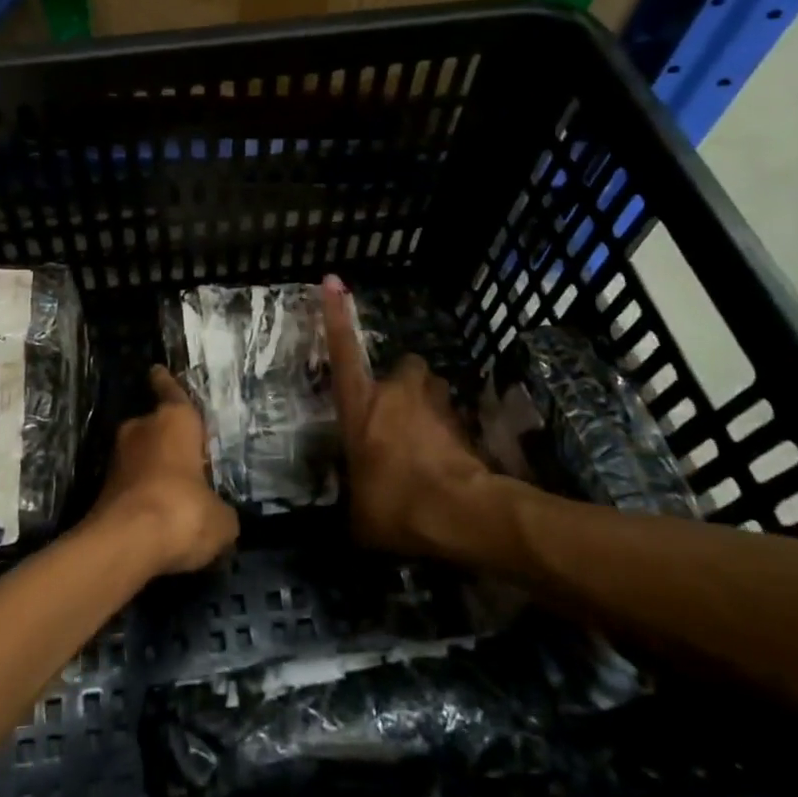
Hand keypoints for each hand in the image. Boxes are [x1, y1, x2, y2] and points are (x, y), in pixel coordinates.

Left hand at [88, 366, 238, 574]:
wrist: (125, 544)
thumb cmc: (183, 511)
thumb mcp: (221, 519)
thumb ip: (221, 510)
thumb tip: (219, 516)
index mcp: (174, 420)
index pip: (171, 391)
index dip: (166, 383)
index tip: (157, 371)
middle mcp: (141, 429)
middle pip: (154, 426)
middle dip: (166, 439)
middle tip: (186, 456)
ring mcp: (117, 458)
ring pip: (140, 456)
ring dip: (153, 469)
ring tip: (175, 491)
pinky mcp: (102, 489)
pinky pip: (130, 485)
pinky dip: (141, 495)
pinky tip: (158, 516)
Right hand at [322, 275, 527, 562]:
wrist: (460, 511)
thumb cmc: (397, 503)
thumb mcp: (360, 515)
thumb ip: (355, 500)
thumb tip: (355, 514)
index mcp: (361, 406)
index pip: (342, 351)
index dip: (336, 315)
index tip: (333, 280)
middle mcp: (397, 394)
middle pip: (403, 366)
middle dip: (403, 382)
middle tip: (399, 411)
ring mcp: (434, 405)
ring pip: (432, 390)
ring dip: (428, 406)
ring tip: (425, 439)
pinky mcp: (464, 424)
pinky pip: (453, 421)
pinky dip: (449, 437)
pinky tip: (448, 465)